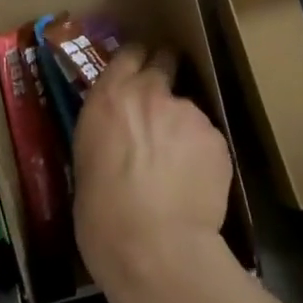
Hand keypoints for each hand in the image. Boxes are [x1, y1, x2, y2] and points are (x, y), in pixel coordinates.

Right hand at [73, 43, 234, 302]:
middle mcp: (150, 93)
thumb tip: (118, 135)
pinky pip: (206, 139)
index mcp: (109, 97)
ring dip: (182, 126)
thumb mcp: (86, 161)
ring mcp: (187, 112)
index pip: (128, 53)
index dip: (137, 58)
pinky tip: (195, 184)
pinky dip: (201, 155)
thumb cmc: (102, 216)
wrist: (155, 249)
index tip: (140, 66)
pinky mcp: (216, 138)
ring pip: (187, 109)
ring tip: (178, 167)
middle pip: (164, 61)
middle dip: (165, 72)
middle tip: (162, 100)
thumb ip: (107, 132)